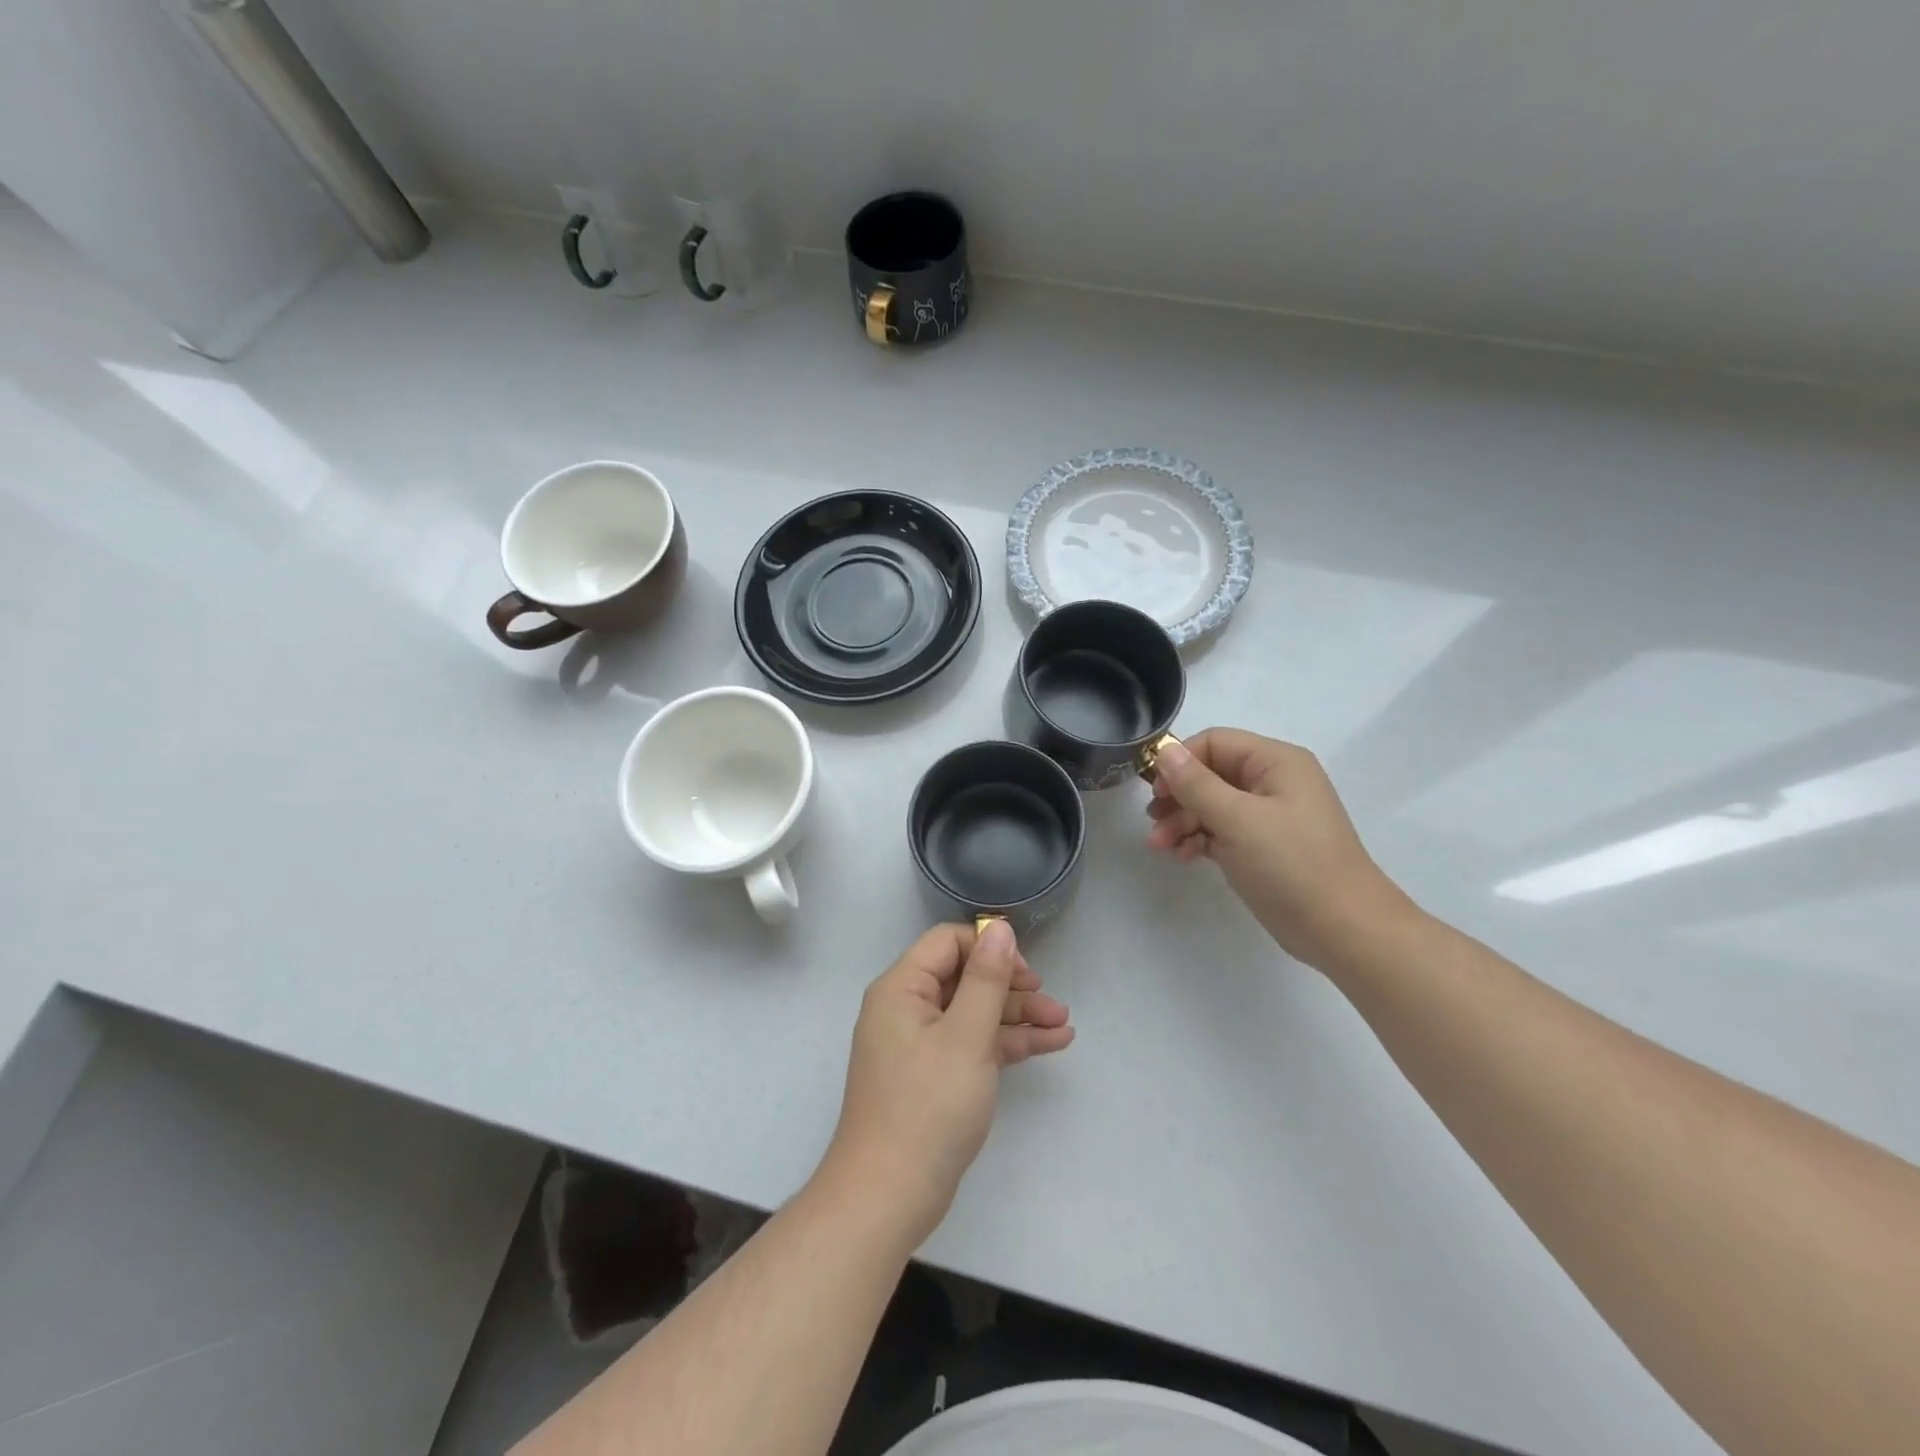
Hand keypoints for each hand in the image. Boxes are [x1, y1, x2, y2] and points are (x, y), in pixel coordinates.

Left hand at [819, 921, 1073, 1248]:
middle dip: (1012, 987)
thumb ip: (986, 979)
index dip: (988, 949)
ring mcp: (919, 1044)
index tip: (1025, 972)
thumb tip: (998, 928)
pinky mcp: (933, 1076)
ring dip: (1017, 1016)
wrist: (888, 1196)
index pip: (947, 943)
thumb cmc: (928, 1106)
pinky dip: (1007, 1043)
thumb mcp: (966, 1036)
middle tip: (1051, 1001)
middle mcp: (906, 1008)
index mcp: (902, 988)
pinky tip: (1050, 1044)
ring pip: (974, 1013)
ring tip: (1064, 1025)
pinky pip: (973, 1044)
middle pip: (964, 978)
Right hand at [1145, 729, 1414, 970]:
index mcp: (1276, 762)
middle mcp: (1272, 782)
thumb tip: (1164, 751)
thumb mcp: (1237, 820)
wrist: (1343, 930)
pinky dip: (1199, 839)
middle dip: (1178, 797)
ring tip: (1160, 846)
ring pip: (1212, 805)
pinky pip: (1221, 831)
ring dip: (1182, 821)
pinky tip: (1182, 856)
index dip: (1180, 761)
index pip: (1215, 742)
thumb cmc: (1292, 865)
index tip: (1156, 791)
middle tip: (1154, 822)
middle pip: (1210, 774)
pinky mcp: (1263, 847)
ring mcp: (1268, 816)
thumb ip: (1196, 784)